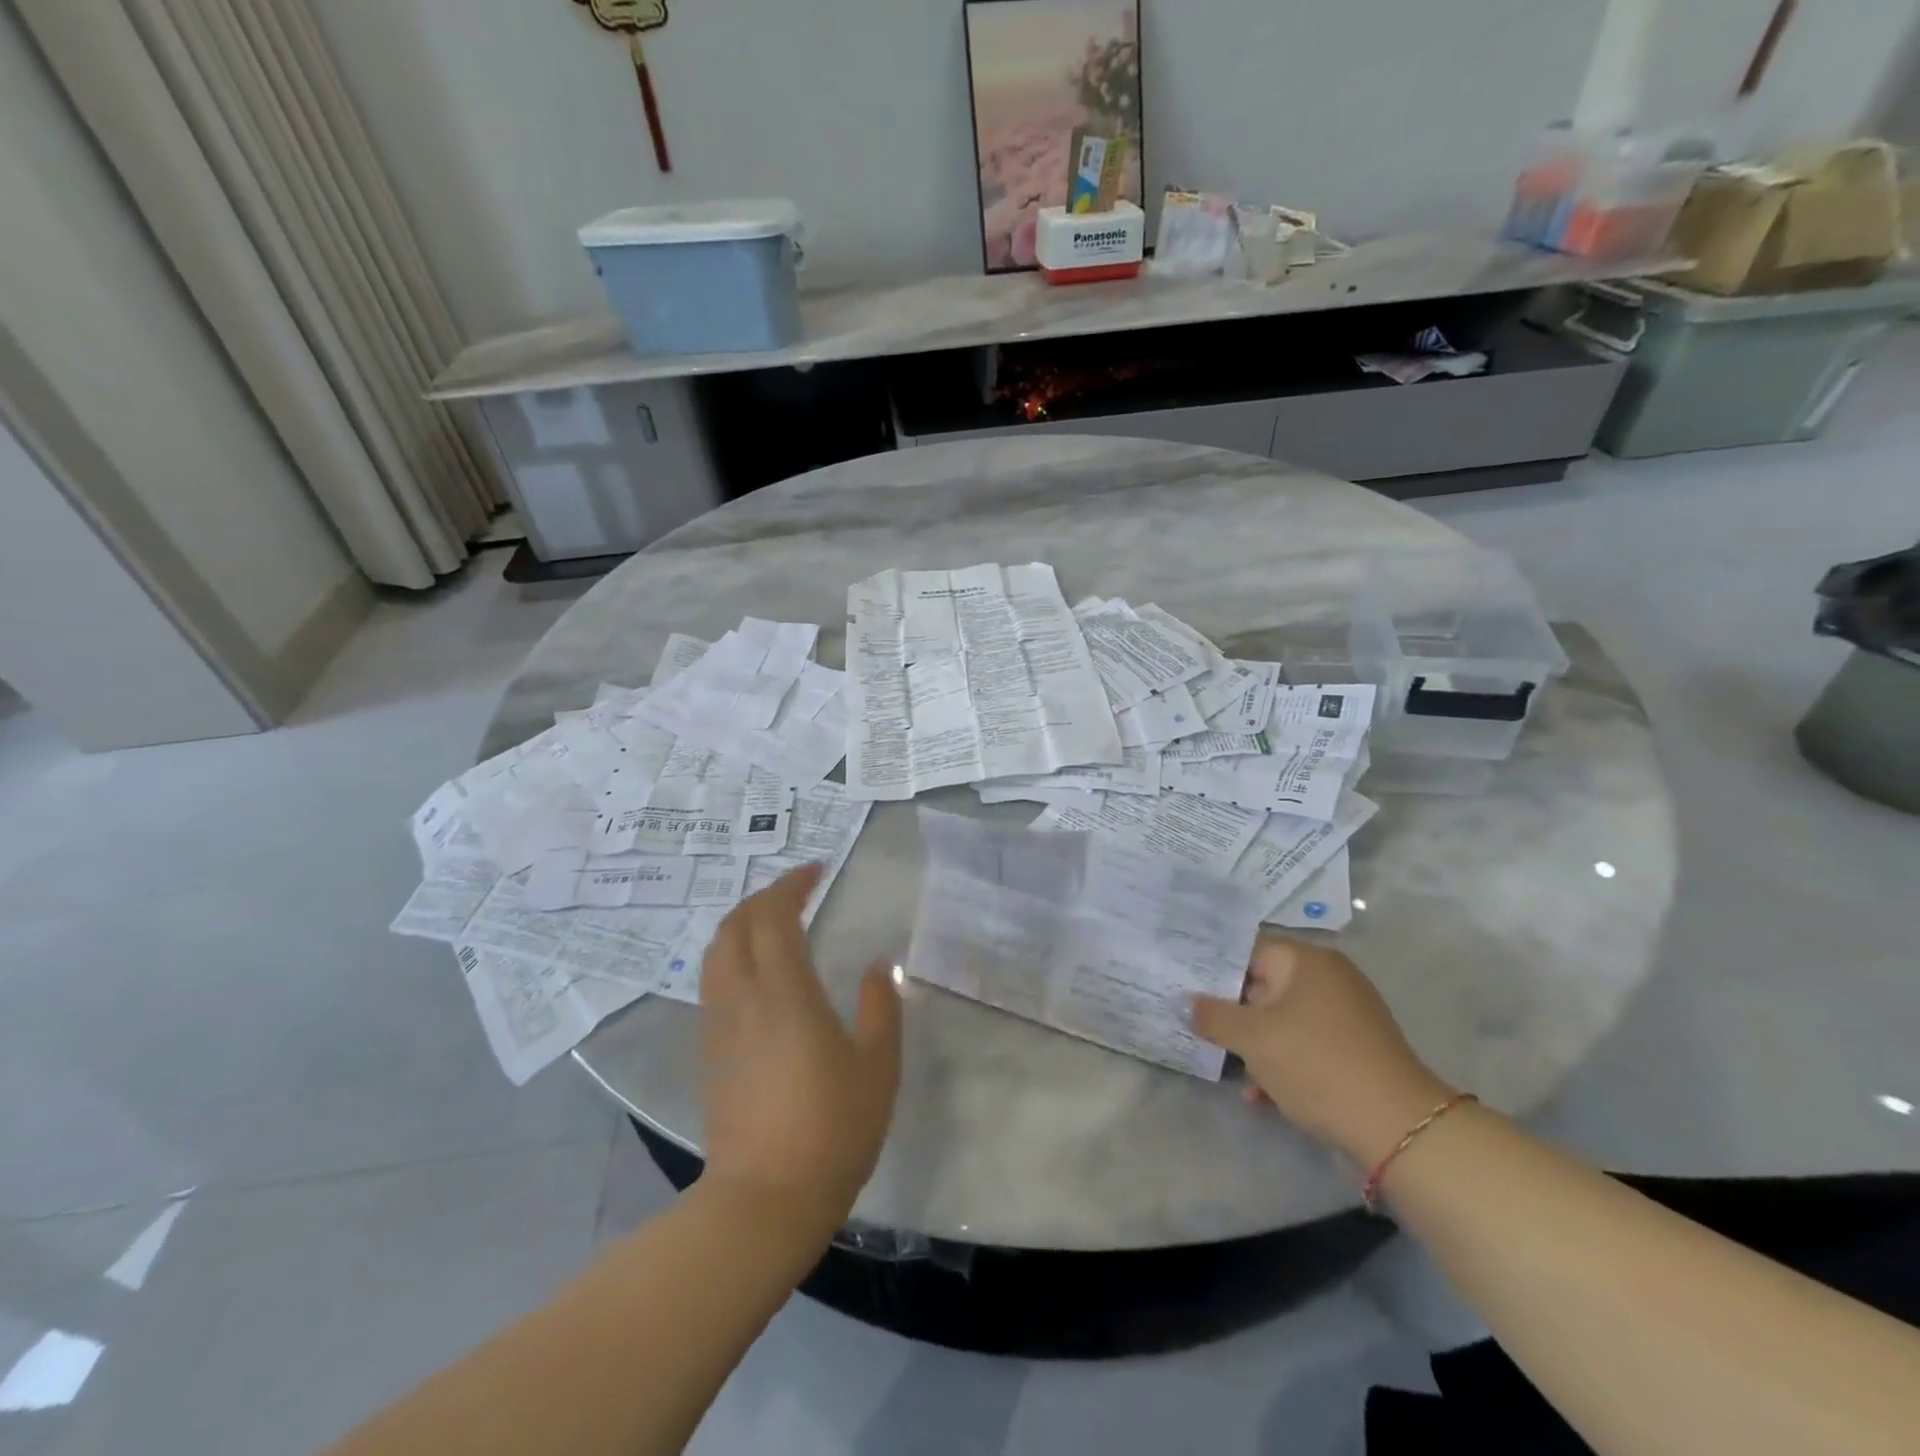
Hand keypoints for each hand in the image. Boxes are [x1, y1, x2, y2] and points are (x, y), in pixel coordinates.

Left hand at [699, 865, 902, 1233]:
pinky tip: (757, 973)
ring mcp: (719, 1025)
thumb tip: (878, 965)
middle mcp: (743, 998)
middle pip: (736, 925)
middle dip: (763, 897)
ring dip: (742, 923)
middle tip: (796, 891)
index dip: (791, 885)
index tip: (816, 872)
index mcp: (785, 992)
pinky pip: (714, 981)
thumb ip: (881, 1006)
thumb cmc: (832, 1129)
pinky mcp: (709, 1052)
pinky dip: (732, 955)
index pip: (775, 917)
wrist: (764, 1201)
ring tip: (773, 923)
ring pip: (716, 952)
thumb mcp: (877, 1065)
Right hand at [1192, 936, 1452, 1167]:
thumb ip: (1212, 1016)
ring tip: (1234, 1075)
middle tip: (1200, 1032)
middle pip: (1264, 988)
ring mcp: (1346, 1016)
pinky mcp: (1355, 1051)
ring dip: (1256, 1048)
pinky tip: (1262, 1098)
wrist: (1398, 1130)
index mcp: (1307, 961)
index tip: (1185, 991)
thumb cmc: (1316, 1064)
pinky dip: (1283, 1065)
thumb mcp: (1253, 1039)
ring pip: (1283, 1022)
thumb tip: (1186, 1002)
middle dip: (1233, 1016)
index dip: (1214, 972)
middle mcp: (1329, 979)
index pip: (1247, 952)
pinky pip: (1306, 1047)